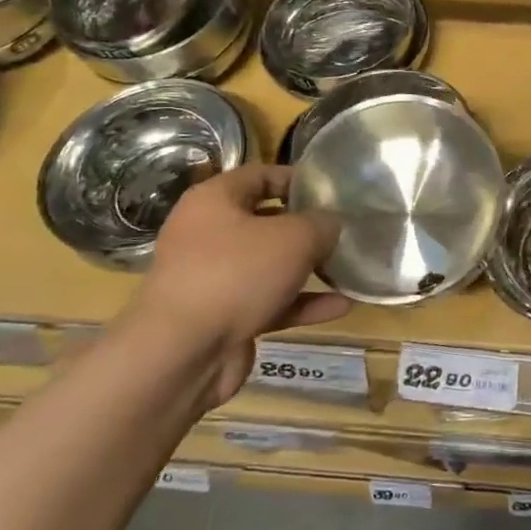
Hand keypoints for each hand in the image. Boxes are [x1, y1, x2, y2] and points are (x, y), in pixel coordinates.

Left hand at [121, 165, 348, 410]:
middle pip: (266, 221)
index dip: (298, 179)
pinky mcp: (223, 318)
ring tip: (349, 269)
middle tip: (345, 231)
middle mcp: (208, 234)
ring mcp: (214, 279)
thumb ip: (322, 224)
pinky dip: (301, 303)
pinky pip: (269, 302)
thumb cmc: (237, 274)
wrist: (182, 354)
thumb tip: (332, 224)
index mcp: (214, 201)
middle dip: (307, 228)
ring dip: (308, 269)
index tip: (332, 191)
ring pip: (269, 265)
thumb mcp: (295, 237)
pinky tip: (341, 306)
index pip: (260, 175)